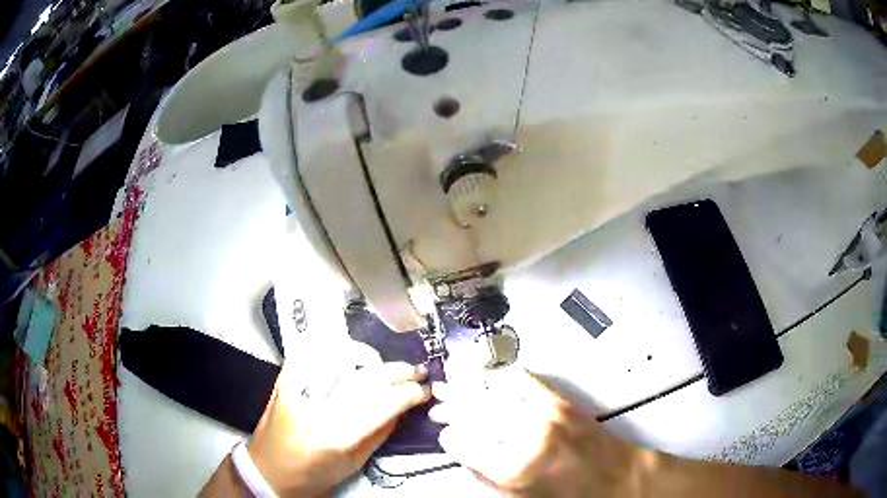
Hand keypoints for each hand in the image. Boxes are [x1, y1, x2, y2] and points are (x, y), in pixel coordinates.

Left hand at [248, 360, 430, 496]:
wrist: (267, 470)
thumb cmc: (311, 476)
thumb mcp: (353, 463)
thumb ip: (380, 433)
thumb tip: (403, 408)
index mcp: (333, 433)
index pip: (381, 403)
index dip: (409, 393)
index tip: (425, 390)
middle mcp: (314, 403)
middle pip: (365, 377)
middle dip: (397, 371)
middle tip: (418, 370)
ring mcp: (297, 384)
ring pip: (343, 357)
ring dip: (373, 359)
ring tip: (391, 366)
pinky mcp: (286, 377)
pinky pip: (317, 351)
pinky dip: (340, 350)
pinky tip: (357, 356)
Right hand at [429, 368, 637, 496]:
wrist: (617, 478)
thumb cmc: (568, 497)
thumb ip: (485, 475)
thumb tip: (463, 451)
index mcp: (514, 467)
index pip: (463, 442)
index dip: (450, 438)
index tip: (446, 435)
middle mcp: (526, 434)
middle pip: (476, 410)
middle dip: (452, 405)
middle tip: (437, 403)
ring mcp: (545, 411)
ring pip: (494, 390)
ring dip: (468, 384)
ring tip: (450, 380)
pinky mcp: (560, 399)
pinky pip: (521, 381)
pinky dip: (499, 375)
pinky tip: (485, 372)